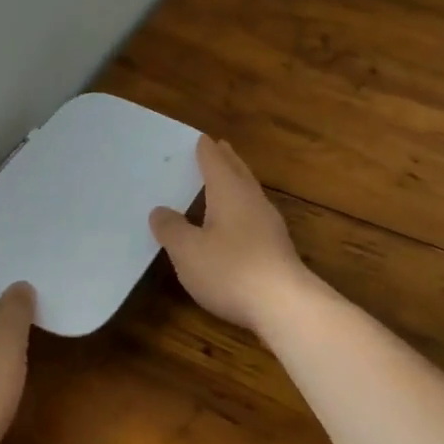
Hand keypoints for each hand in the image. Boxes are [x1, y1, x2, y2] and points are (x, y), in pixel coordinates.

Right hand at [150, 136, 313, 333]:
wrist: (284, 304)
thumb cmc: (231, 269)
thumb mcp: (188, 251)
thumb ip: (172, 229)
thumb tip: (160, 211)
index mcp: (230, 193)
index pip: (216, 162)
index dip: (206, 150)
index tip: (201, 138)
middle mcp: (253, 201)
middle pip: (239, 173)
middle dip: (227, 160)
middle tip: (219, 147)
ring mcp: (270, 225)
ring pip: (250, 194)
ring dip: (237, 183)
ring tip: (226, 180)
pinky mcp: (277, 248)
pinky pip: (255, 216)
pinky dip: (242, 209)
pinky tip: (237, 223)